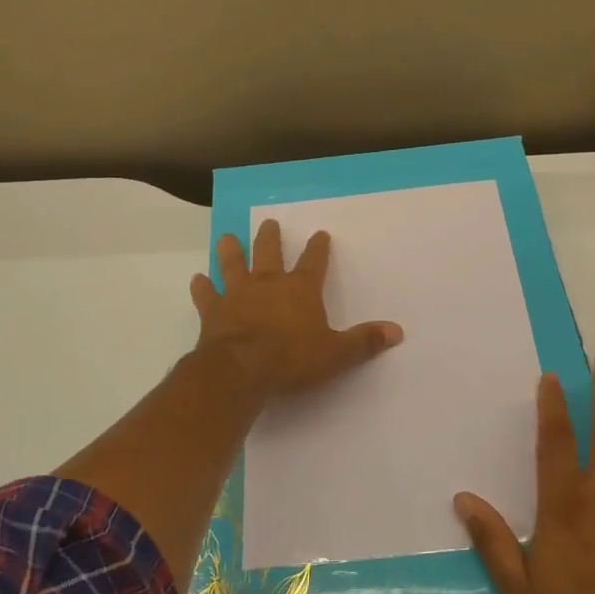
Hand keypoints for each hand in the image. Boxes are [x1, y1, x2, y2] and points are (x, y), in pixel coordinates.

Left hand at [191, 219, 403, 400]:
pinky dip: (202, 287)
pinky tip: (197, 279)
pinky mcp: (214, 311)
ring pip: (233, 264)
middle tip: (269, 223)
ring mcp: (237, 294)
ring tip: (228, 237)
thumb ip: (364, 341)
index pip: (314, 261)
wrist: (241, 370)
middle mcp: (268, 283)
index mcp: (300, 289)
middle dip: (270, 237)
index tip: (320, 234)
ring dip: (231, 251)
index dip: (318, 248)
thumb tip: (397, 331)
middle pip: (269, 252)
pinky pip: (206, 294)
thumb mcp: (336, 354)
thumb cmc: (291, 359)